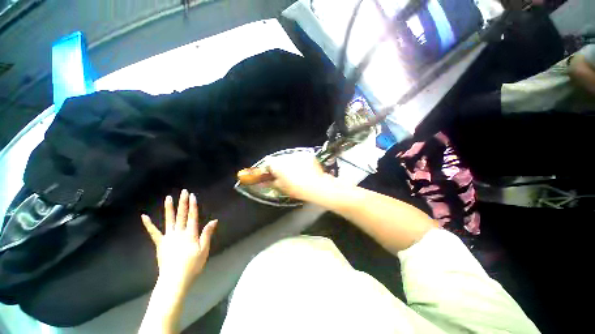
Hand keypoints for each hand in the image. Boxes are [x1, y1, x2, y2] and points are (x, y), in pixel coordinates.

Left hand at [141, 190, 217, 291]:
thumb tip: (214, 220)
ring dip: (169, 208)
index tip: (192, 196)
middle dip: (183, 203)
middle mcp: (179, 233)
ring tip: (168, 198)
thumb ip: (207, 234)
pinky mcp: (160, 244)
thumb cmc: (193, 265)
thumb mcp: (204, 250)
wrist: (175, 279)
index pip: (193, 216)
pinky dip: (149, 225)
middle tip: (183, 192)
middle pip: (182, 215)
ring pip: (169, 220)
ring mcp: (168, 237)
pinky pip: (154, 233)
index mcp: (190, 234)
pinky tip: (144, 216)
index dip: (193, 206)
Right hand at [267, 154, 331, 201]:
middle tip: (287, 174)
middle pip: (281, 159)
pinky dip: (302, 162)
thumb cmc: (296, 189)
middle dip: (282, 165)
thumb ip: (273, 182)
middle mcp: (286, 156)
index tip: (273, 173)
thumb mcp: (282, 187)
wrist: (315, 186)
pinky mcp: (307, 154)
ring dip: (292, 162)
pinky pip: (301, 157)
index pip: (269, 162)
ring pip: (291, 157)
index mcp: (277, 164)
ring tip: (298, 172)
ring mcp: (297, 154)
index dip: (270, 167)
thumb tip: (267, 182)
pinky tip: (306, 169)